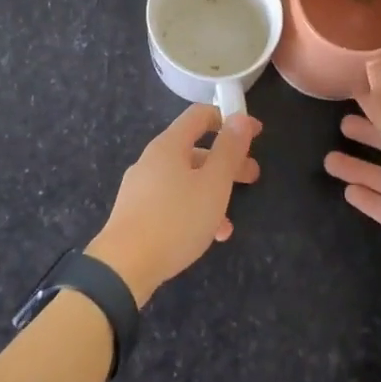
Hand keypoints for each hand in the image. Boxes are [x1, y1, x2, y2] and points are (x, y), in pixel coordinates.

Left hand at [87, 105, 261, 305]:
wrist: (123, 266)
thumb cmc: (175, 219)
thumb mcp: (213, 184)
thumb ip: (229, 150)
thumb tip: (240, 118)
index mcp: (169, 145)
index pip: (200, 115)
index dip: (230, 118)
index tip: (256, 132)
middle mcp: (152, 159)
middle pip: (195, 149)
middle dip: (227, 161)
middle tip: (252, 177)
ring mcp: (141, 186)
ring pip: (185, 179)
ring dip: (212, 191)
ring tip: (231, 220)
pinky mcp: (136, 212)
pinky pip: (172, 201)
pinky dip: (194, 210)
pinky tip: (209, 235)